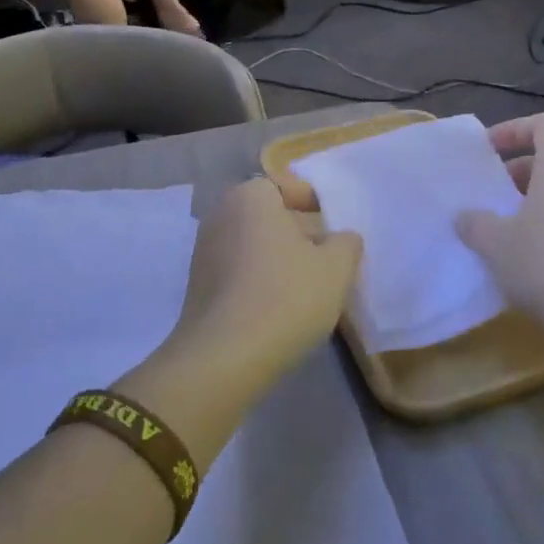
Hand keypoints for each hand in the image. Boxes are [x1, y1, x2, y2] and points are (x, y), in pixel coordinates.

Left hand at [121, 180, 360, 468]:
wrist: (224, 356)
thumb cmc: (286, 296)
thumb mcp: (335, 268)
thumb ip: (346, 244)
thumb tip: (342, 238)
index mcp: (251, 196)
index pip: (286, 187)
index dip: (313, 202)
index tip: (333, 224)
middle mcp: (220, 213)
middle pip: (268, 215)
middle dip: (296, 231)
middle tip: (325, 256)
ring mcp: (203, 250)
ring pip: (252, 243)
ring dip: (277, 257)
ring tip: (306, 285)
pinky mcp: (197, 285)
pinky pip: (237, 270)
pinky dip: (258, 279)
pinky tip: (277, 306)